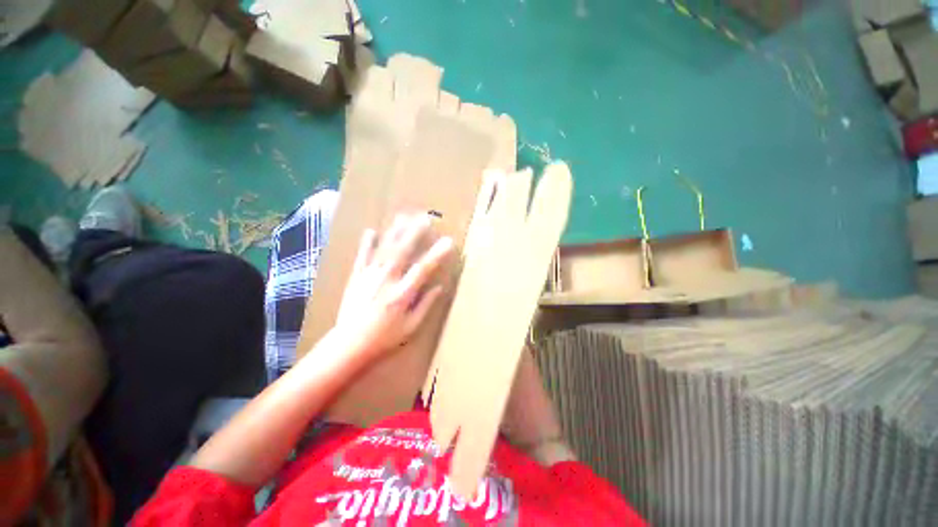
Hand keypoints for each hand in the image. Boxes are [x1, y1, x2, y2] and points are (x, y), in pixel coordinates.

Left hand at [334, 213, 453, 360]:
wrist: (348, 345)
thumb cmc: (384, 339)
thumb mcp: (411, 327)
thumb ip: (425, 305)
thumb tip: (439, 287)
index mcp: (402, 295)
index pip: (423, 269)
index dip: (437, 254)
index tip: (448, 241)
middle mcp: (386, 281)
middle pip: (402, 252)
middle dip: (415, 233)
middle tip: (426, 217)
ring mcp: (369, 277)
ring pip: (384, 250)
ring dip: (395, 232)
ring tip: (404, 216)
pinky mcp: (356, 278)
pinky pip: (362, 257)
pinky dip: (367, 244)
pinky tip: (371, 231)